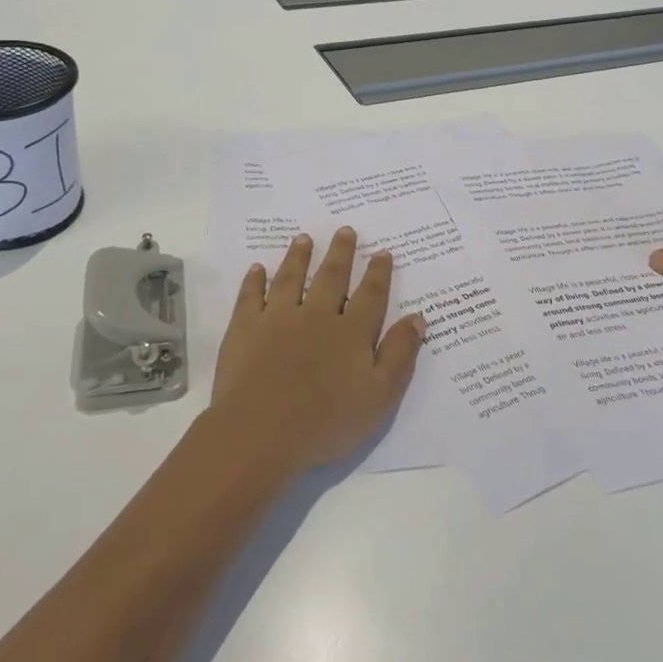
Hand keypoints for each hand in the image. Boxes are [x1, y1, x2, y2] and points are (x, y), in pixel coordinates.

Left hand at [207, 228, 424, 476]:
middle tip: (345, 230)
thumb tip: (417, 317)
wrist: (261, 432)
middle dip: (341, 253)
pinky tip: (257, 269)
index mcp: (351, 333)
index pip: (370, 295)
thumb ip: (399, 354)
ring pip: (291, 278)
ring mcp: (278, 319)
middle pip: (331, 277)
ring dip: (298, 256)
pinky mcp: (245, 329)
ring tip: (304, 238)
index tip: (382, 252)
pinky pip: (250, 297)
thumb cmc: (327, 422)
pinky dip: (254, 281)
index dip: (378, 273)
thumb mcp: (380, 396)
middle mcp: (316, 316)